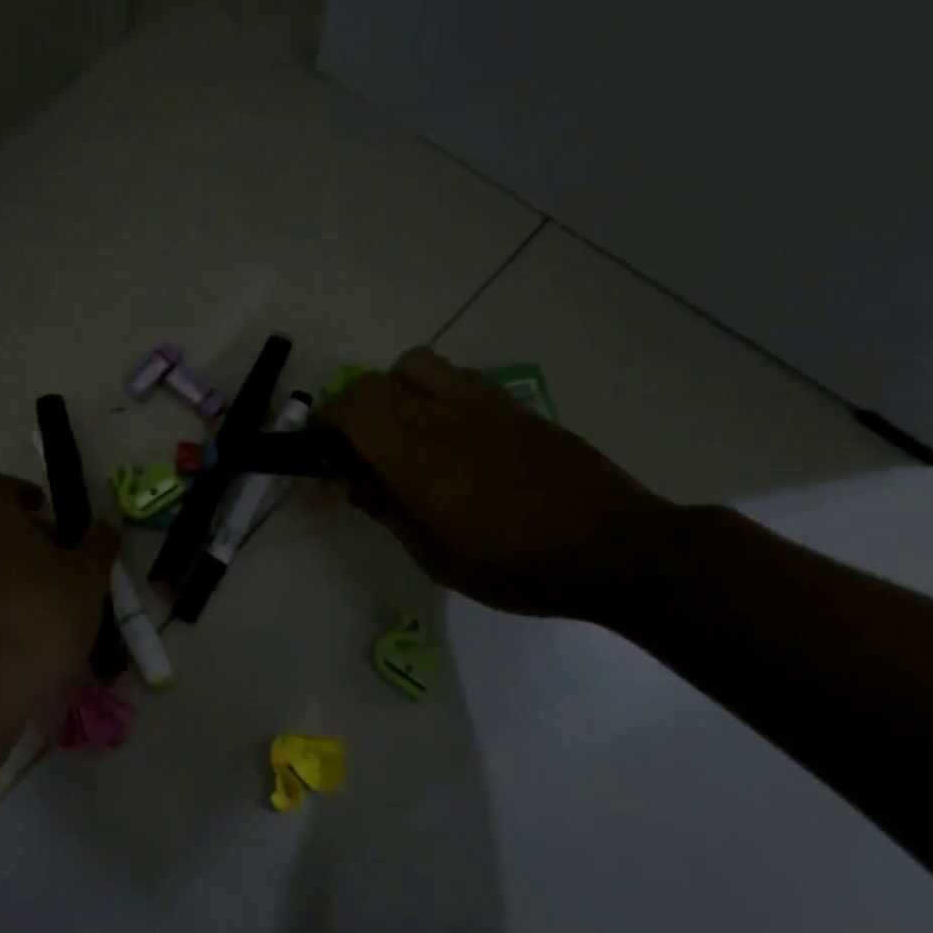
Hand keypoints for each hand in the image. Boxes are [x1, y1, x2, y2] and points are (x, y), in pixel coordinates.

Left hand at [0, 474, 119, 696]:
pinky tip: (30, 617)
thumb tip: (107, 521)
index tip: (56, 514)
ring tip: (52, 590)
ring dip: (14, 563)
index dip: (31, 495)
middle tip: (63, 553)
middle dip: (27, 531)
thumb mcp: (87, 575)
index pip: (4, 486)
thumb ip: (99, 542)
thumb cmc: (41, 612)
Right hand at [320, 349, 669, 618]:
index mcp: (418, 458)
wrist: (614, 549)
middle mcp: (444, 417)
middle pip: (374, 383)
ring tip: (401, 426)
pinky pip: (456, 378)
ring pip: (415, 365)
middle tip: (352, 443)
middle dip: (349, 407)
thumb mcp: (436, 557)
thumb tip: (357, 482)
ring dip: (392, 388)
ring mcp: (482, 404)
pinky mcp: (513, 405)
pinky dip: (433, 392)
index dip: (324, 422)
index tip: (319, 448)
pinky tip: (450, 432)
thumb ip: (388, 511)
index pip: (352, 410)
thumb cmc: (517, 567)